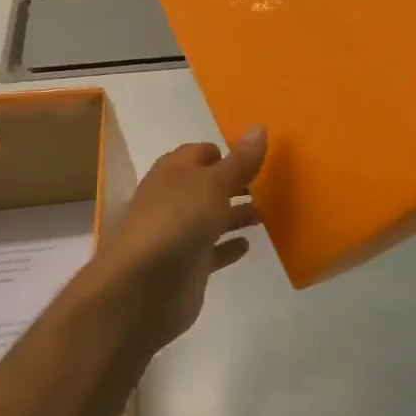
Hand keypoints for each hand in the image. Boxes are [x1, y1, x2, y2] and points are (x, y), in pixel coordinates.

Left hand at [83, 128, 266, 353]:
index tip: (257, 157)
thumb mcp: (214, 184)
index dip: (225, 152)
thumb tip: (259, 127)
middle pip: (208, 185)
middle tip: (271, 185)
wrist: (143, 289)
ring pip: (212, 218)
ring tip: (268, 213)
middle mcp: (173, 200)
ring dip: (237, 214)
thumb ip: (240, 161)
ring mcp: (178, 234)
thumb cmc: (178, 222)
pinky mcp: (187, 266)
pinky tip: (248, 245)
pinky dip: (229, 246)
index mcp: (173, 172)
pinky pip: (213, 251)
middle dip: (235, 183)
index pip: (200, 152)